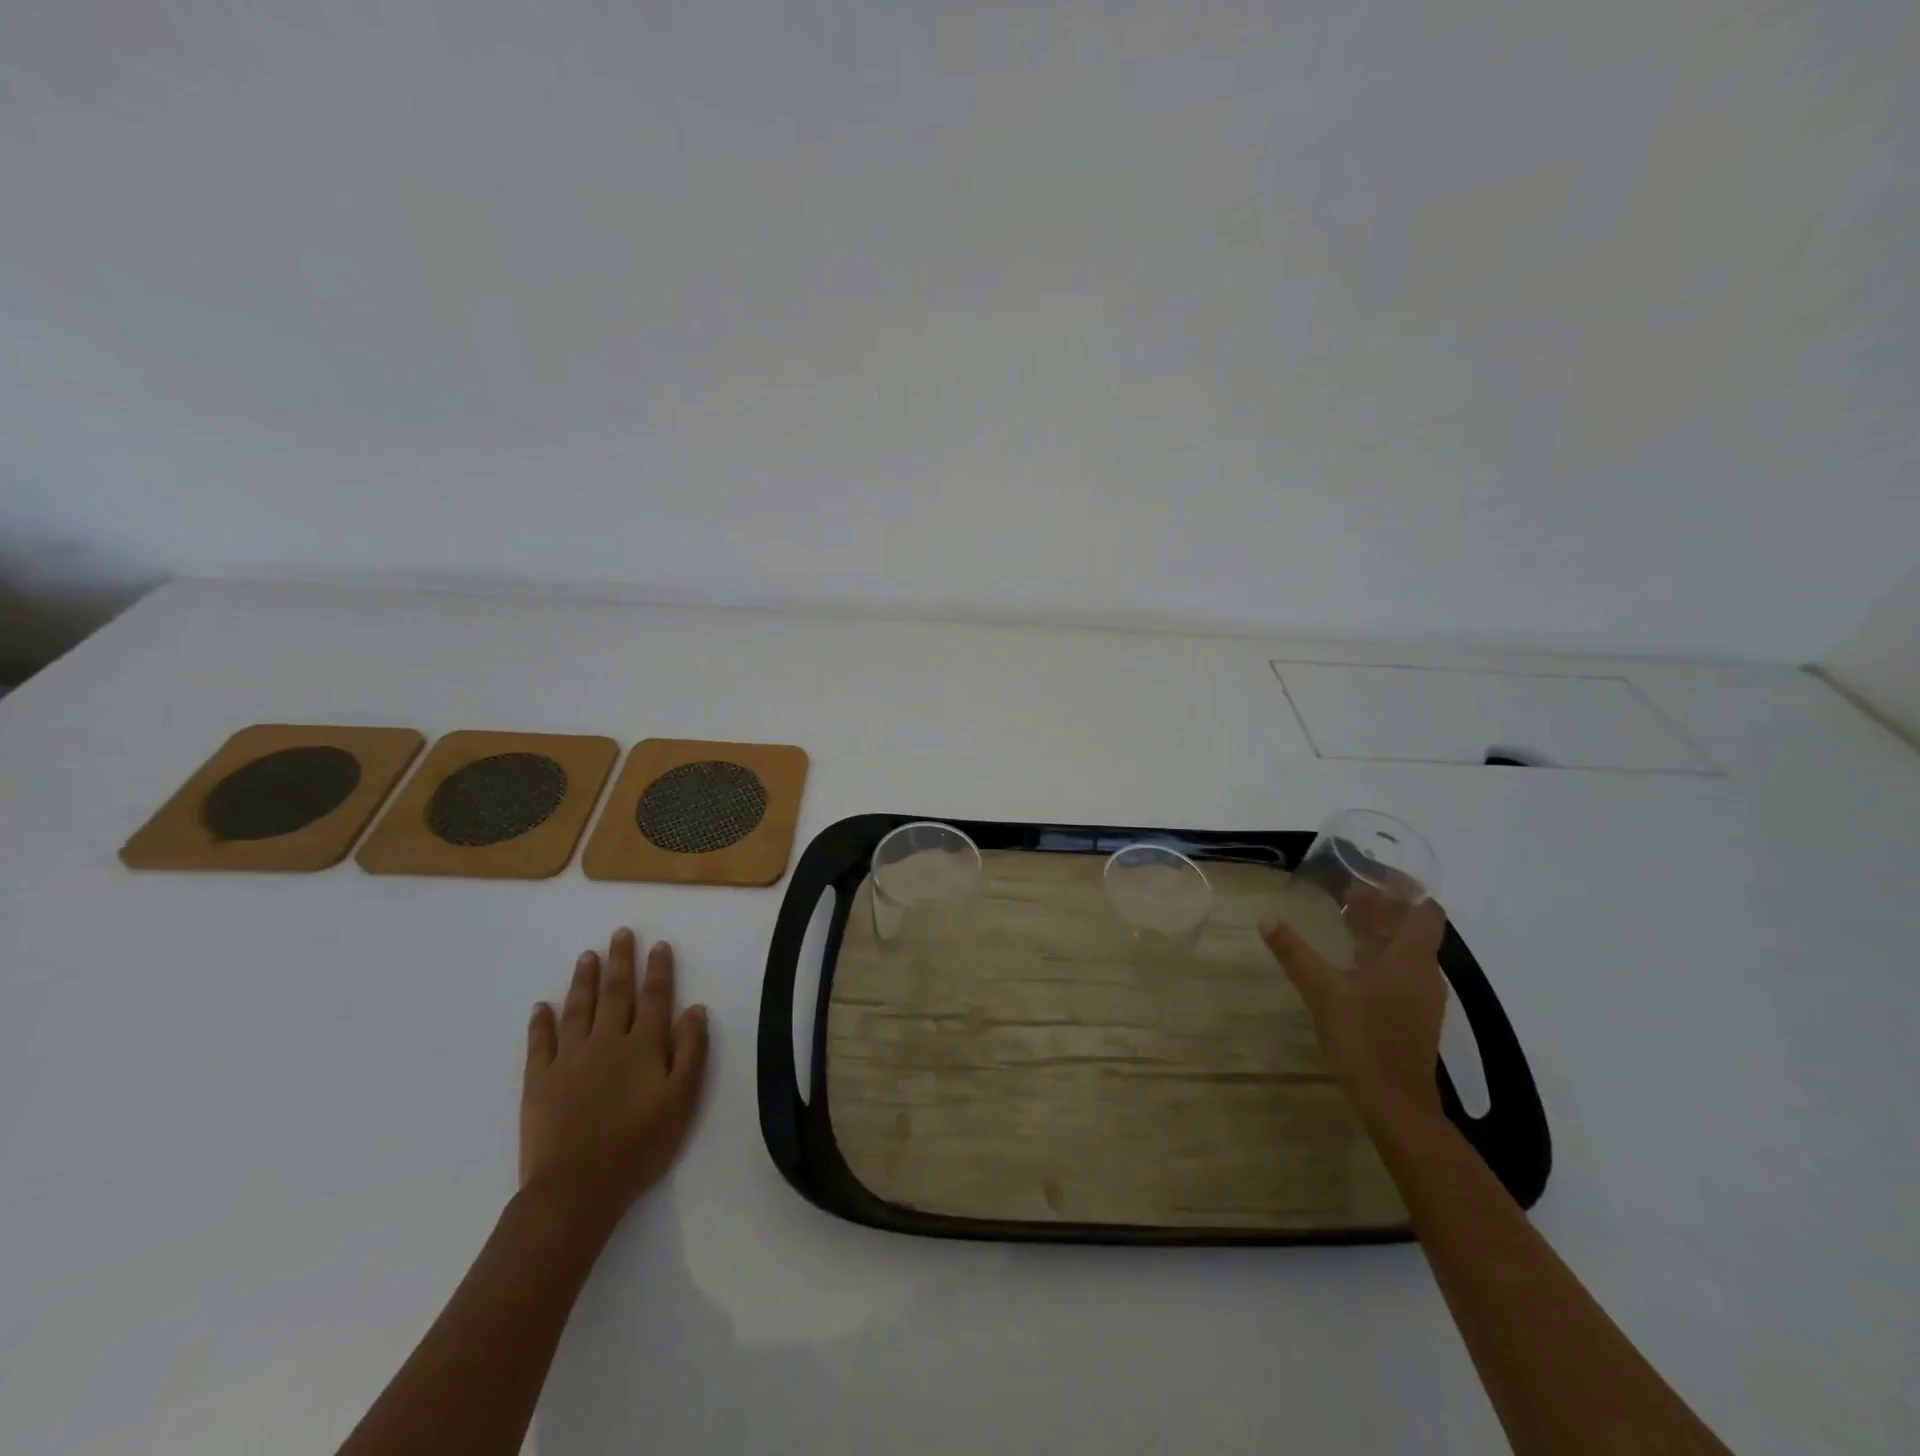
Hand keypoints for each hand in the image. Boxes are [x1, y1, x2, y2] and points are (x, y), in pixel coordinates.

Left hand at [520, 928, 709, 1231]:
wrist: (577, 1188)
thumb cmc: (639, 1145)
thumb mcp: (682, 1100)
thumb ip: (691, 1051)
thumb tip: (695, 1008)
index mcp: (643, 1045)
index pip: (654, 997)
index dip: (658, 970)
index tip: (659, 945)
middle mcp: (607, 1041)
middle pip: (615, 993)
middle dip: (620, 962)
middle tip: (621, 933)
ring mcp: (570, 1059)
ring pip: (578, 1009)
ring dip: (583, 980)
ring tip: (587, 955)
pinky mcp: (540, 1081)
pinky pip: (540, 1043)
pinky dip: (541, 1022)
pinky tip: (542, 1006)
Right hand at [1259, 894, 1448, 1128]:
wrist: (1395, 1103)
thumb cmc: (1363, 1037)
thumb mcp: (1321, 990)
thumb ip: (1294, 952)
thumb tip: (1266, 917)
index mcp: (1410, 959)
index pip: (1425, 911)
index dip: (1406, 890)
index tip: (1377, 874)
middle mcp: (1423, 973)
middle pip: (1412, 929)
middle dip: (1384, 907)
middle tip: (1348, 892)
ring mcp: (1420, 997)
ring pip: (1405, 951)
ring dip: (1380, 932)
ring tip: (1346, 918)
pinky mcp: (1411, 1016)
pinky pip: (1399, 972)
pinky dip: (1378, 956)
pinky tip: (1351, 961)